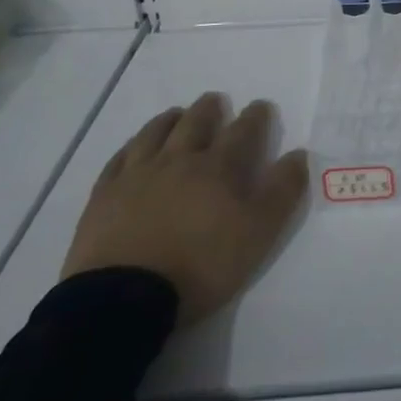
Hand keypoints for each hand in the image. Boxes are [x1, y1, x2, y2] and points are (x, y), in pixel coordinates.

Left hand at [61, 92, 308, 327]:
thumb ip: (282, 191)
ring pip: (154, 135)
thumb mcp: (258, 233)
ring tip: (175, 114)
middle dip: (208, 110)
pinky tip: (132, 148)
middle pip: (195, 124)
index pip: (242, 132)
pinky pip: (118, 160)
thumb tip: (297, 154)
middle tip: (214, 100)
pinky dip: (129, 148)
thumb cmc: (200, 265)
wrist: (123, 300)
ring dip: (168, 120)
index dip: (254, 117)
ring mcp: (136, 177)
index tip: (261, 106)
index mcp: (218, 168)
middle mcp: (178, 161)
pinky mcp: (103, 198)